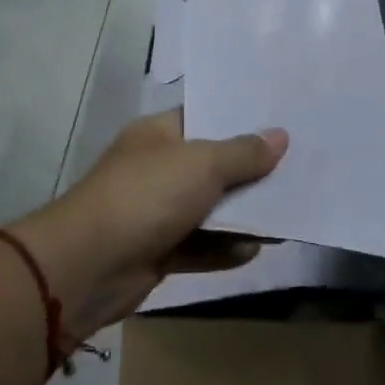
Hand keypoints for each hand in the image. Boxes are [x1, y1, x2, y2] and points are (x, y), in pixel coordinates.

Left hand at [14, 111, 287, 338]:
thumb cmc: (146, 196)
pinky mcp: (157, 251)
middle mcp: (157, 168)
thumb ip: (243, 153)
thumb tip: (280, 136)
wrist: (88, 266)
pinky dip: (223, 249)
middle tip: (297, 170)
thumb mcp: (201, 164)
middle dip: (250, 171)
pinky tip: (255, 250)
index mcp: (158, 134)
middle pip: (211, 165)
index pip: (204, 118)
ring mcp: (155, 211)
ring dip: (241, 215)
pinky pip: (199, 246)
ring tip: (285, 214)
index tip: (281, 122)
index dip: (241, 120)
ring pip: (207, 208)